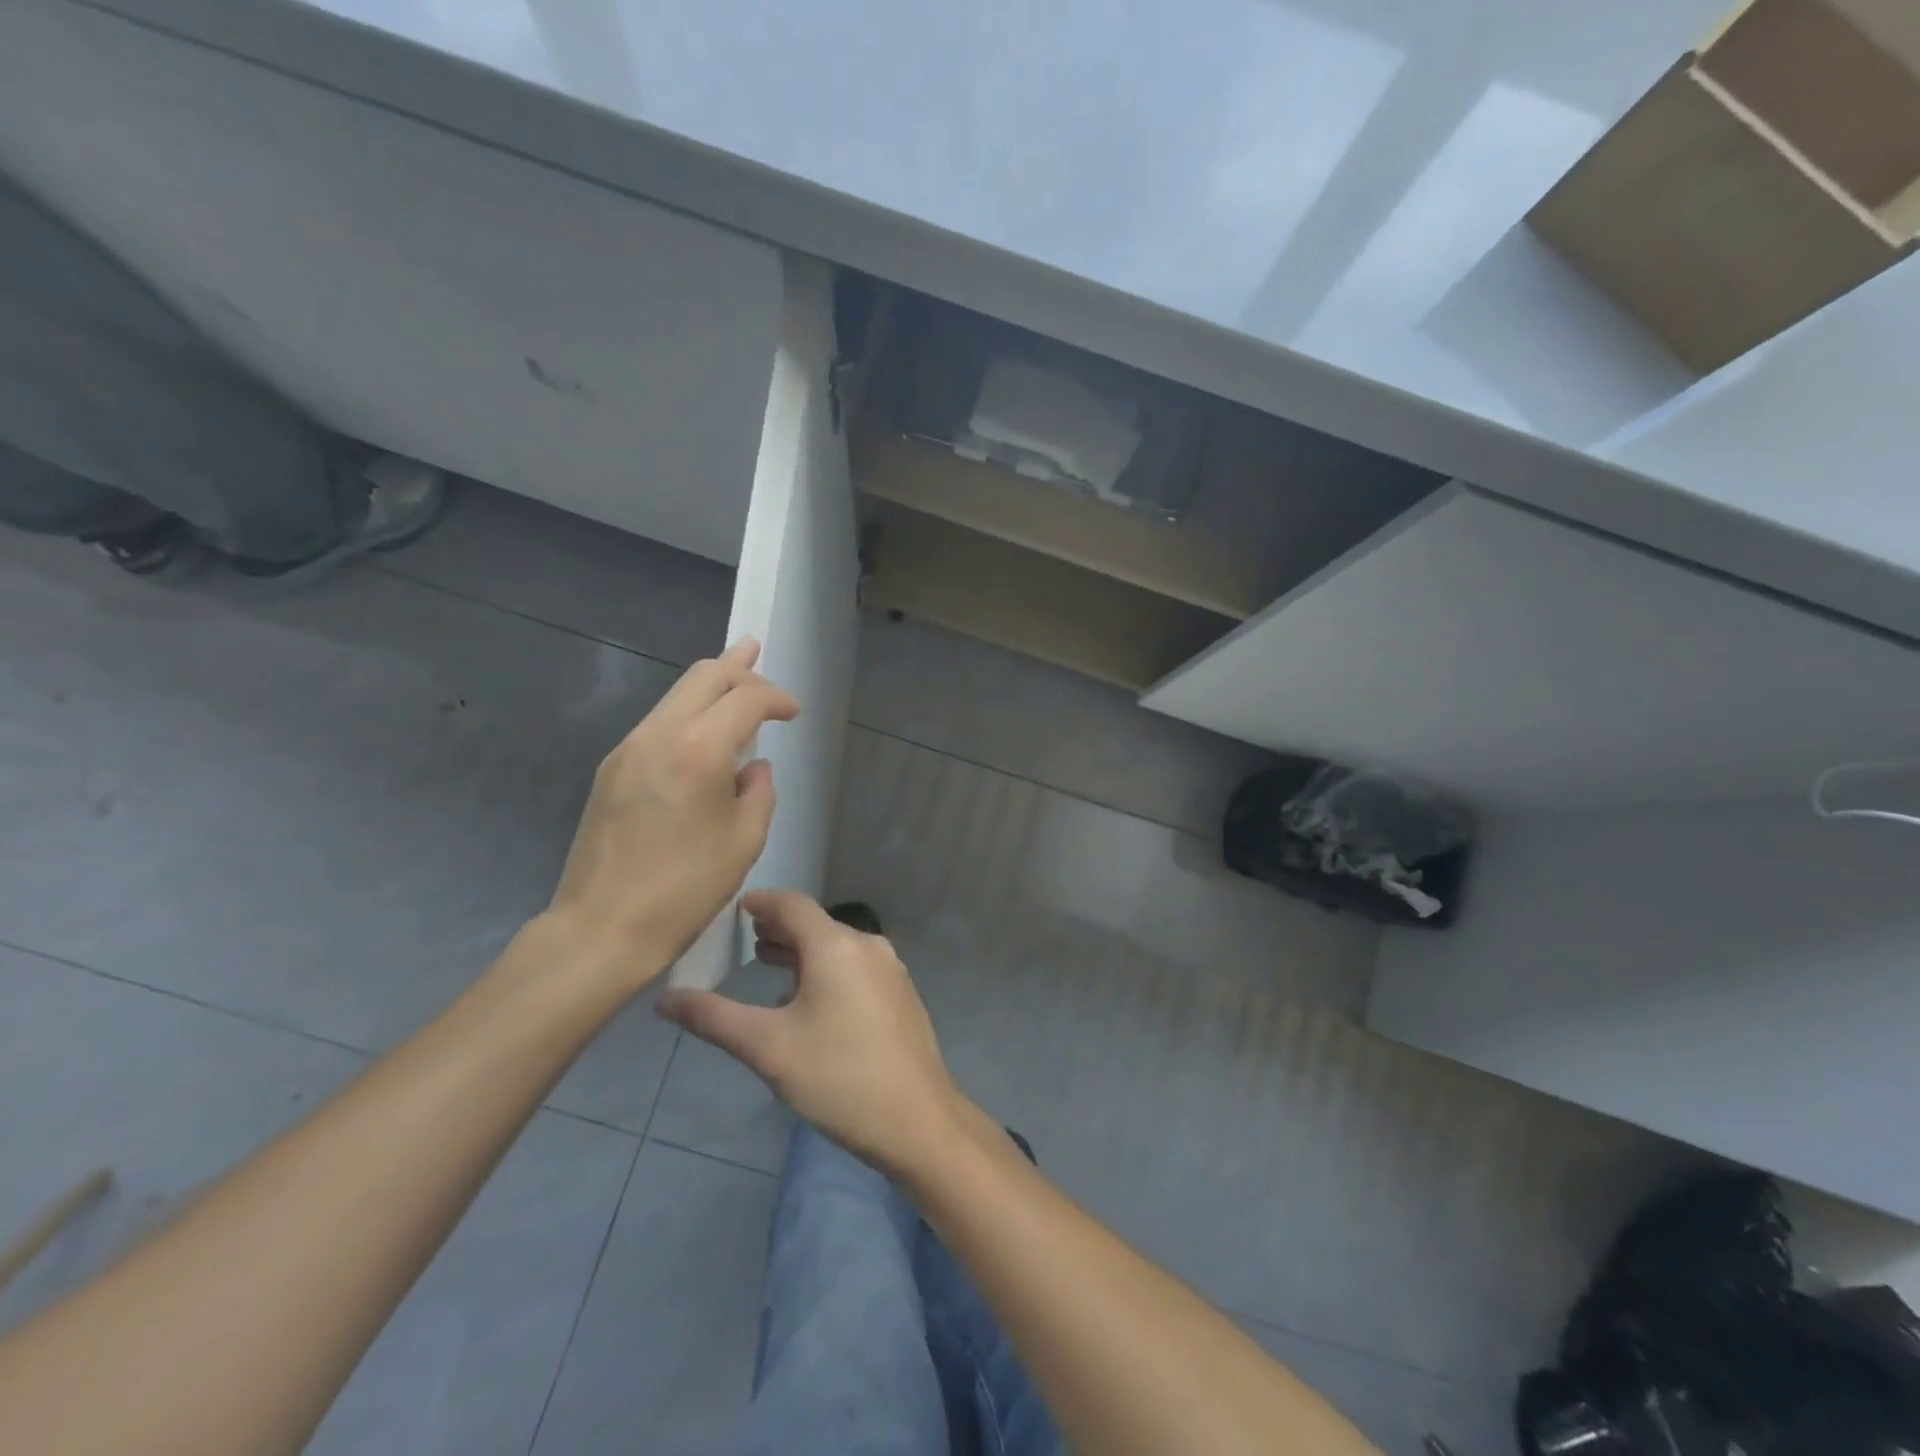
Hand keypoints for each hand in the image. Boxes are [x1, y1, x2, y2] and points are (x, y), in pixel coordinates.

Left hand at [542, 640, 798, 993]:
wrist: (602, 927)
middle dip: (738, 666)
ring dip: (709, 685)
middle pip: (703, 677)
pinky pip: (658, 722)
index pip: (745, 699)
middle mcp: (659, 734)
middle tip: (760, 657)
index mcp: (699, 749)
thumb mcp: (744, 841)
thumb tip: (753, 766)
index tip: (793, 712)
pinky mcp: (612, 769)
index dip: (776, 697)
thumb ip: (759, 791)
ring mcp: (628, 749)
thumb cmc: (686, 889)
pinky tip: (702, 730)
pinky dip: (687, 713)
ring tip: (735, 678)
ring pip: (675, 695)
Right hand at [656, 890, 968, 1174]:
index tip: (737, 908)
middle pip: (816, 925)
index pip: (793, 905)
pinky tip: (809, 998)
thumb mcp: (768, 1048)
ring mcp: (890, 970)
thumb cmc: (838, 1078)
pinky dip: (827, 969)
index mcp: (836, 946)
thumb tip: (665, 998)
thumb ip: (714, 1017)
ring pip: (837, 947)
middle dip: (780, 929)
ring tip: (770, 963)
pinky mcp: (900, 994)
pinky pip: (855, 966)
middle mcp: (867, 946)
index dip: (763, 903)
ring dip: (803, 951)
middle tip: (746, 939)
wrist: (917, 1120)